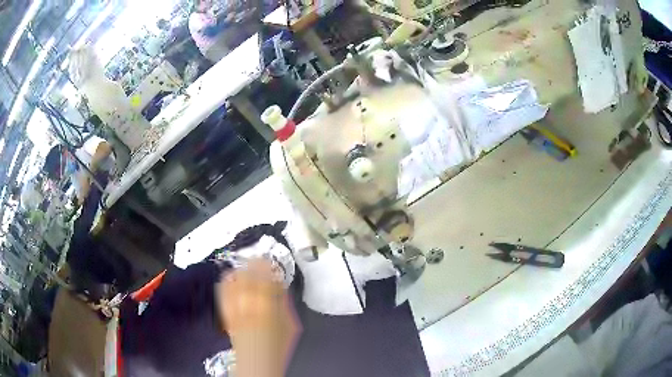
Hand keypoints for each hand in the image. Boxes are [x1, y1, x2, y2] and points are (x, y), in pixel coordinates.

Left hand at [217, 259, 300, 376]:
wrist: (258, 360)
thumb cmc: (277, 345)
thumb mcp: (291, 324)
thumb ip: (285, 305)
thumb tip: (281, 290)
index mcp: (267, 305)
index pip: (265, 278)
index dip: (267, 267)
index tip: (269, 261)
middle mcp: (249, 304)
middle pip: (247, 277)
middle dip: (252, 265)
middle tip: (257, 259)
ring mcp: (236, 308)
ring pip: (234, 283)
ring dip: (238, 272)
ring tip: (242, 265)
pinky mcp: (227, 314)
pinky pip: (224, 294)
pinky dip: (226, 284)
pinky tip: (229, 279)